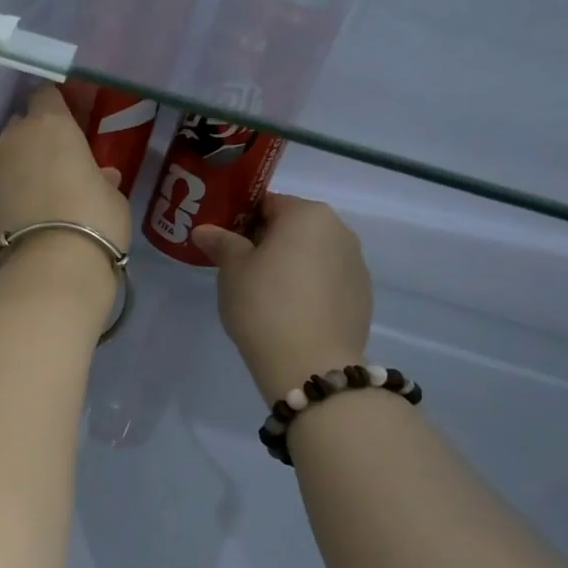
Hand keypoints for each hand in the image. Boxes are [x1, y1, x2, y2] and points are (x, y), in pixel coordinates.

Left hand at [0, 84, 129, 286]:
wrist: (49, 269)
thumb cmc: (94, 222)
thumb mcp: (112, 197)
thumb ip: (101, 178)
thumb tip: (99, 176)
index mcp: (50, 124)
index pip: (46, 95)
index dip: (57, 108)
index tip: (70, 126)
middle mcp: (13, 137)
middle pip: (21, 125)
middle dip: (35, 138)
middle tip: (57, 163)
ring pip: (5, 156)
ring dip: (19, 167)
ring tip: (39, 195)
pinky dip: (7, 193)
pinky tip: (23, 215)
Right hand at [190, 194, 372, 403]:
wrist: (309, 364)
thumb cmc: (264, 305)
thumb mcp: (233, 271)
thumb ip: (222, 243)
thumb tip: (205, 230)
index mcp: (308, 215)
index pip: (268, 203)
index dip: (242, 220)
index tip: (225, 242)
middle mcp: (340, 231)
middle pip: (295, 228)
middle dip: (268, 243)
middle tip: (240, 270)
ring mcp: (356, 266)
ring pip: (314, 256)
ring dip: (291, 266)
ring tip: (265, 296)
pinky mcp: (363, 298)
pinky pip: (328, 283)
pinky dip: (309, 290)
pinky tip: (290, 315)